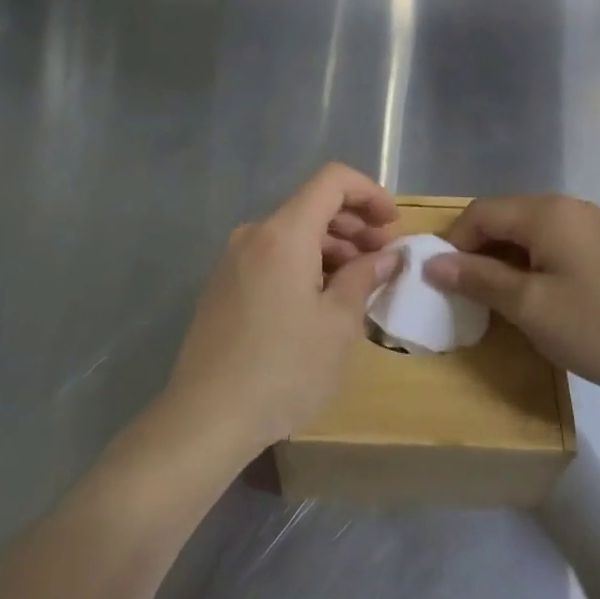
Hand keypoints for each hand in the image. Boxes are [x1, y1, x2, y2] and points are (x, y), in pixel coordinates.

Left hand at [164, 164, 401, 458]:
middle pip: (311, 206)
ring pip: (292, 234)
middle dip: (354, 224)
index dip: (369, 193)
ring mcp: (233, 260)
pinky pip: (272, 257)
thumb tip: (386, 256)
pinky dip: (304, 263)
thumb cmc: (284, 369)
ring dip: (331, 247)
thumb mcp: (338, 325)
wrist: (206, 418)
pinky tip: (321, 299)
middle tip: (384, 258)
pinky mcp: (223, 286)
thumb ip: (364, 278)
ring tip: (358, 282)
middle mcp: (253, 235)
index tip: (393, 224)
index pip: (332, 180)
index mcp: (283, 233)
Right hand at [425, 195, 599, 406]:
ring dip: (505, 261)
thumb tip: (432, 263)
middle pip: (505, 218)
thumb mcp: (530, 307)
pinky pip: (555, 245)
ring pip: (530, 234)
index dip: (454, 243)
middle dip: (478, 252)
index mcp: (547, 212)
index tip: (443, 283)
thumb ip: (478, 279)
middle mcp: (569, 207)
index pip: (481, 212)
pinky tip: (539, 299)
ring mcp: (594, 226)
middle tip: (468, 296)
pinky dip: (533, 266)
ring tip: (499, 302)